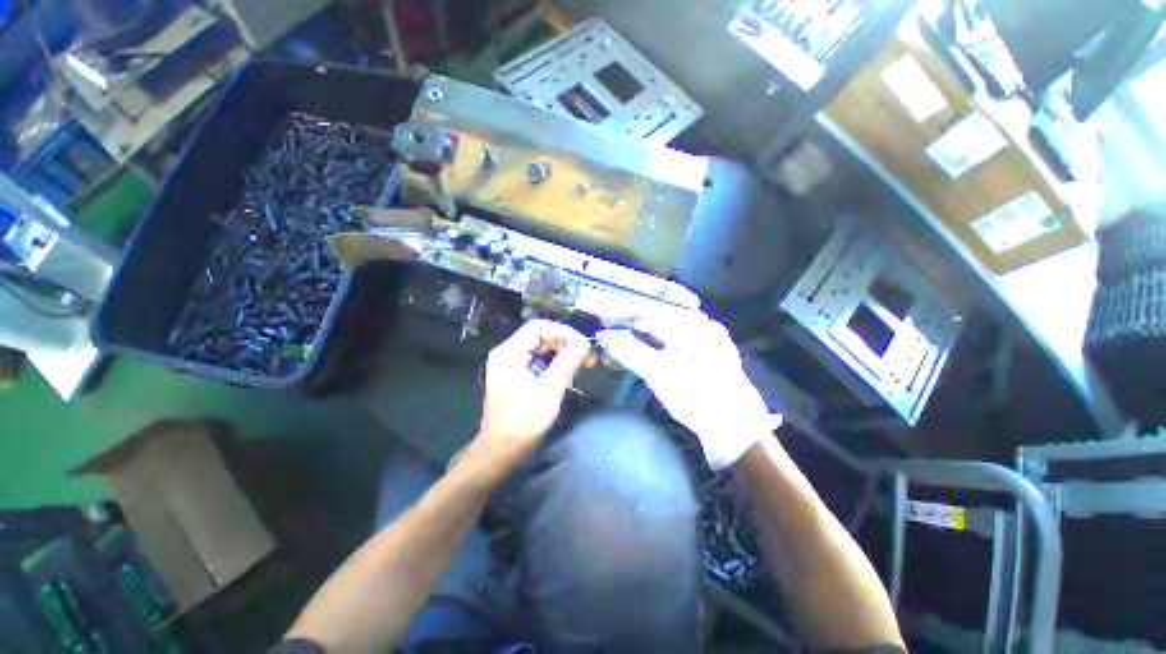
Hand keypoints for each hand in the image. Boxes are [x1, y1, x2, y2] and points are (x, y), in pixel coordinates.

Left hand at [476, 319, 594, 469]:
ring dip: (566, 356)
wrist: (501, 453)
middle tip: (590, 357)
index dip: (563, 332)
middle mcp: (510, 354)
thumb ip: (567, 363)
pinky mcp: (520, 378)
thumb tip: (585, 342)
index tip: (584, 345)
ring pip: (544, 351)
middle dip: (567, 344)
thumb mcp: (548, 391)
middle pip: (542, 338)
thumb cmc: (522, 423)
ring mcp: (514, 366)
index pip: (539, 328)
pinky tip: (573, 378)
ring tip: (587, 365)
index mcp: (509, 353)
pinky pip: (542, 364)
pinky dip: (559, 367)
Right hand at [597, 311, 779, 469]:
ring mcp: (705, 340)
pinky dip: (654, 343)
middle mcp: (701, 325)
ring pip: (665, 328)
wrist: (735, 430)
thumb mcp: (658, 373)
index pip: (651, 309)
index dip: (623, 312)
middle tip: (608, 328)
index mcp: (694, 324)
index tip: (602, 318)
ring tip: (620, 337)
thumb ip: (629, 350)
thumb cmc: (696, 397)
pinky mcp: (704, 355)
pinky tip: (641, 347)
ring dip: (641, 332)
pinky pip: (673, 340)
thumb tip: (604, 336)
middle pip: (658, 315)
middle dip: (631, 322)